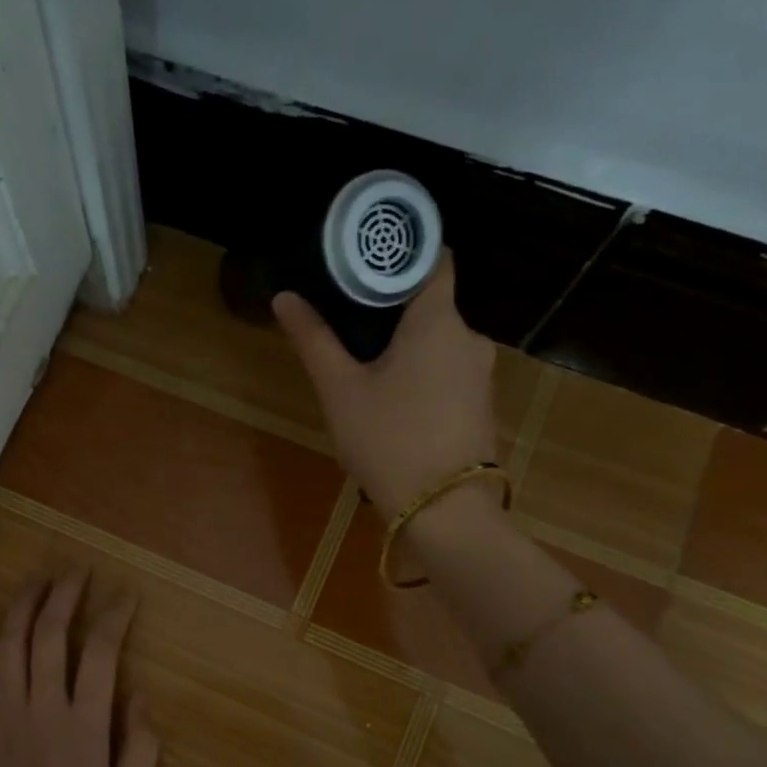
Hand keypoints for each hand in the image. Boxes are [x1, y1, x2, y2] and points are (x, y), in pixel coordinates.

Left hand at [0, 570, 159, 766]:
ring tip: (38, 576)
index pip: (101, 654)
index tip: (126, 594)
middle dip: (66, 595)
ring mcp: (4, 716)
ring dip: (24, 604)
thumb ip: (141, 750)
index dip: (114, 616)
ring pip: (11, 645)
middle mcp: (43, 709)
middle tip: (78, 569)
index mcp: (85, 727)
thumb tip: (140, 696)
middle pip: (51, 635)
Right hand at [272, 249, 497, 517]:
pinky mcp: (480, 406)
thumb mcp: (340, 390)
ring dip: (406, 345)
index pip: (433, 259)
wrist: (443, 512)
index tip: (368, 260)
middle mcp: (469, 338)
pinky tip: (393, 398)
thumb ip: (314, 340)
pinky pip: (447, 372)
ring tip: (364, 363)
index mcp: (438, 321)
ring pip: (438, 342)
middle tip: (348, 319)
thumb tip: (285, 297)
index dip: (402, 253)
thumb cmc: (388, 440)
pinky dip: (422, 373)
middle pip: (431, 304)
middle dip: (393, 308)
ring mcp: (481, 374)